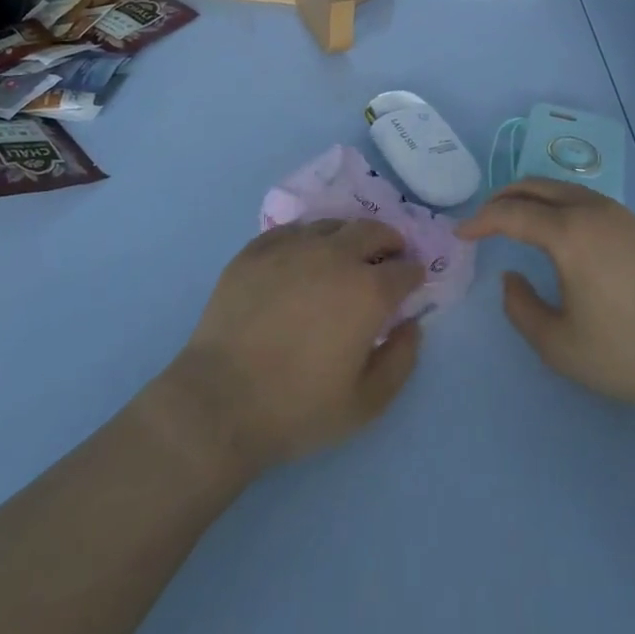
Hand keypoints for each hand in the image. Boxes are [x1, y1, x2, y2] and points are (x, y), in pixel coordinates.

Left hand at [156, 220, 425, 475]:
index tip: (413, 281)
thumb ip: (400, 362)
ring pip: (331, 224)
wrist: (220, 400)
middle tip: (387, 254)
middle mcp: (334, 256)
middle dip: (387, 241)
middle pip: (371, 231)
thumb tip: (411, 326)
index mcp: (367, 291)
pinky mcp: (256, 249)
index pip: (404, 269)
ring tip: (344, 254)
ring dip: (347, 236)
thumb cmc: (297, 408)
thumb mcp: (364, 405)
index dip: (413, 274)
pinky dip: (306, 239)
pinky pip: (291, 231)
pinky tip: (301, 257)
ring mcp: (292, 247)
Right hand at [457, 179, 634, 418]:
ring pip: (562, 188)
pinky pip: (585, 198)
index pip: (511, 213)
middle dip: (503, 198)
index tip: (461, 235)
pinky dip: (558, 203)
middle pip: (536, 186)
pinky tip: (559, 230)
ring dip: (532, 197)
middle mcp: (591, 210)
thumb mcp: (559, 345)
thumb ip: (521, 308)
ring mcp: (620, 214)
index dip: (481, 221)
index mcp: (569, 233)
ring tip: (515, 219)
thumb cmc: (627, 354)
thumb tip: (511, 277)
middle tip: (483, 220)